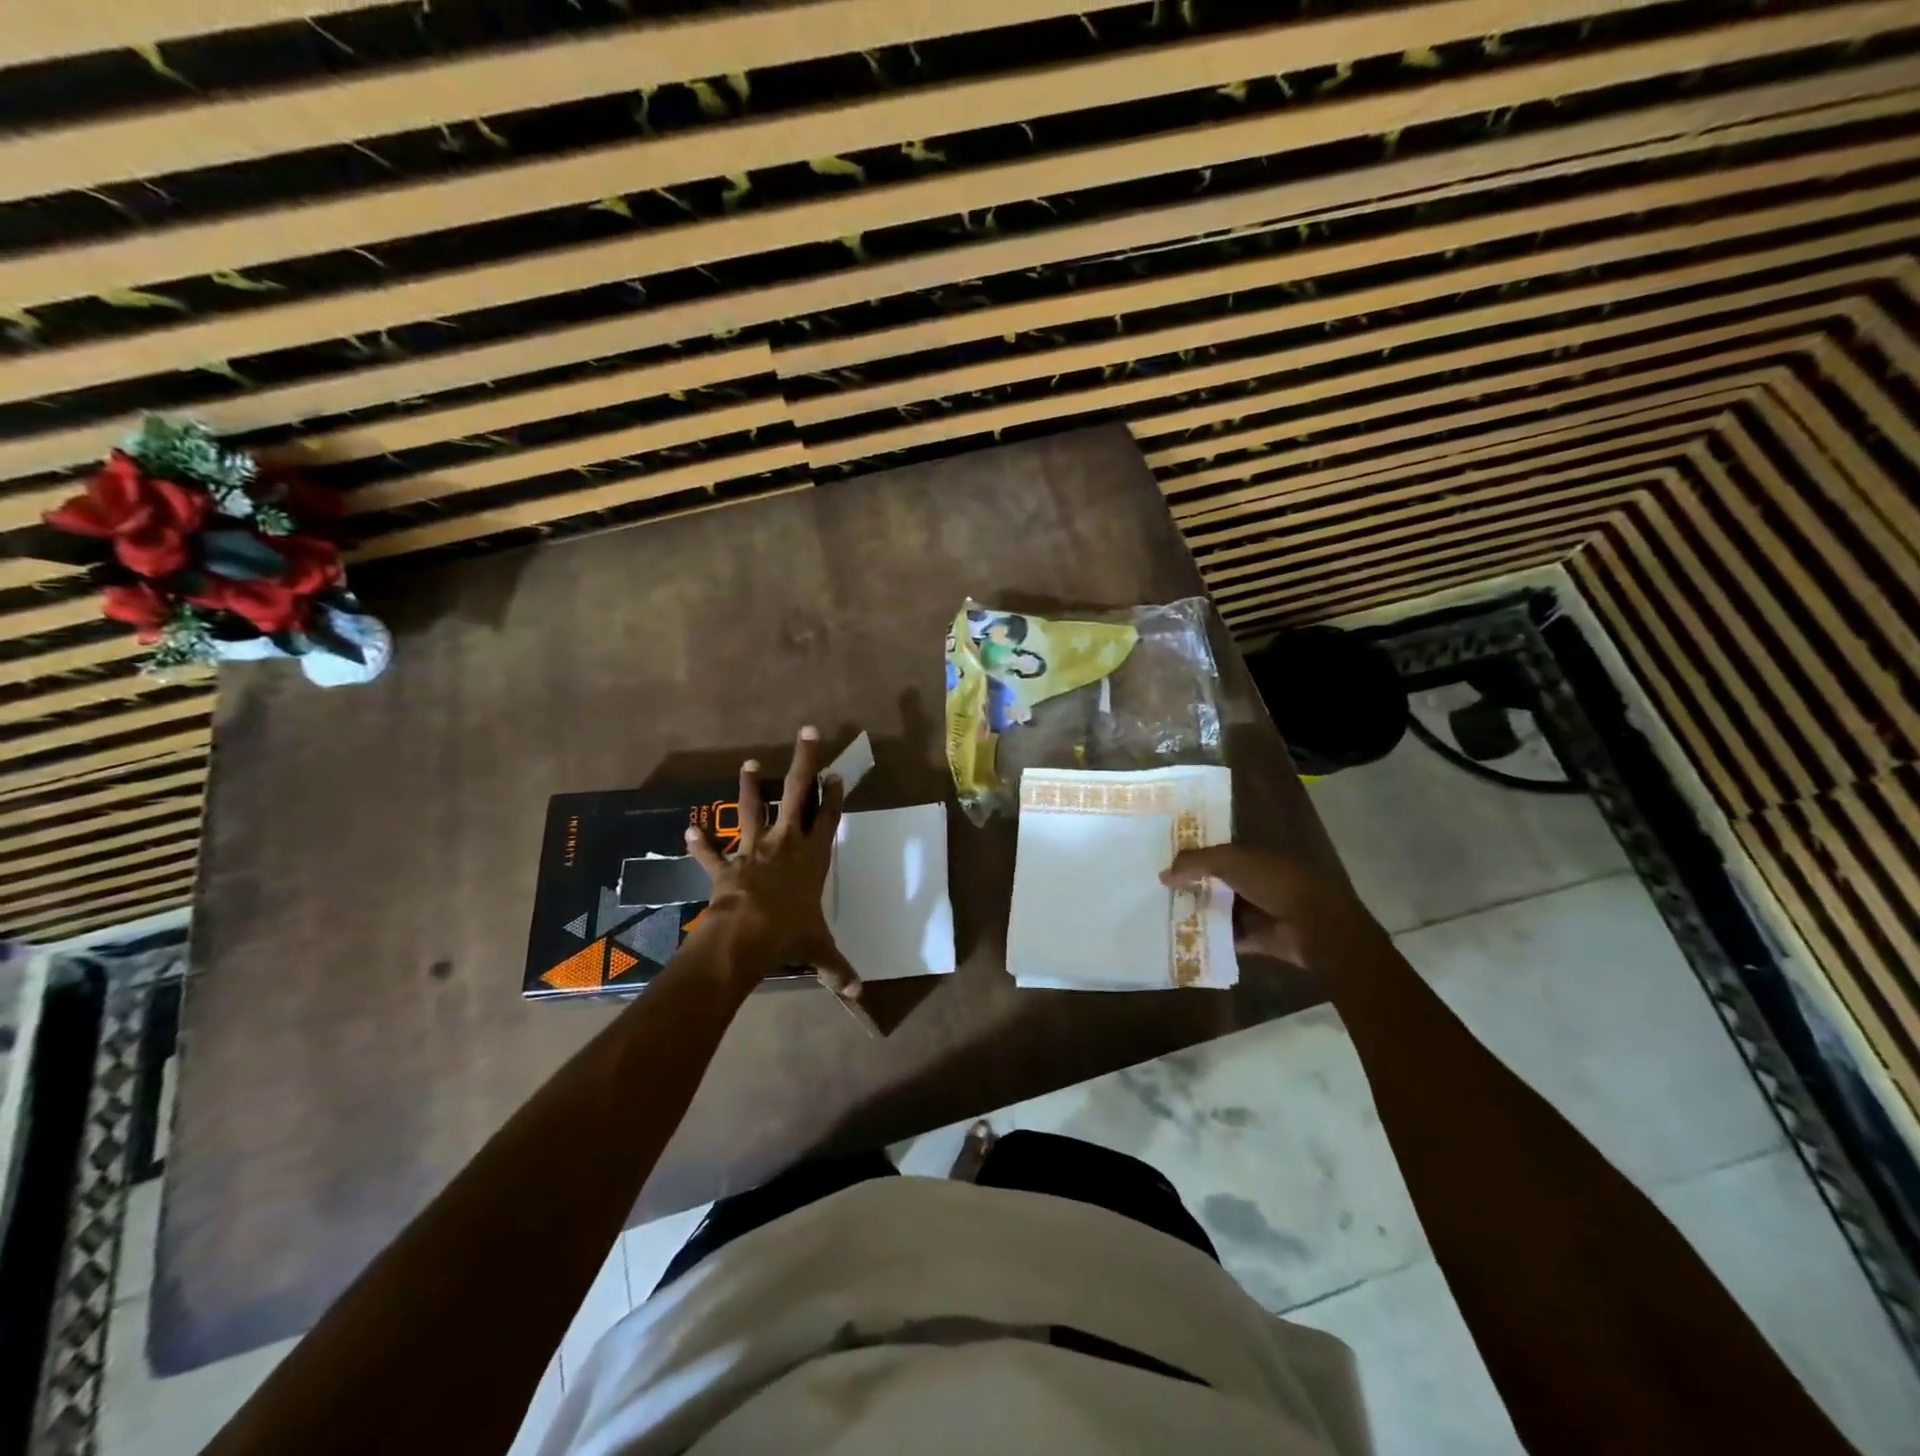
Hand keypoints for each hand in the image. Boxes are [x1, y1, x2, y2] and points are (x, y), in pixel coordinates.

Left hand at [684, 726, 858, 998]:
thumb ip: (839, 969)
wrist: (746, 935)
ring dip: (748, 786)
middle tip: (807, 733)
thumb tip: (860, 993)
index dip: (834, 796)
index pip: (828, 819)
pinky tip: (689, 828)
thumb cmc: (790, 934)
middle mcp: (786, 844)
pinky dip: (700, 842)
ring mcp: (754, 850)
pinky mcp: (726, 866)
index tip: (836, 774)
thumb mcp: (820, 951)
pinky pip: (711, 852)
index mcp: (813, 858)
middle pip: (796, 794)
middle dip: (804, 762)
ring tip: (747, 762)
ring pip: (752, 809)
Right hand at [1162, 845, 1382, 971]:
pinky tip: (1181, 940)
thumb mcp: (1229, 861)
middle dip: (1189, 887)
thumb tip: (1162, 874)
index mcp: (1251, 856)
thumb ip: (1194, 863)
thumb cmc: (1274, 881)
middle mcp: (1252, 881)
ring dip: (1196, 913)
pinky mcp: (1257, 939)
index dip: (1191, 856)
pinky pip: (1227, 938)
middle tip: (1154, 892)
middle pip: (1214, 883)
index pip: (1215, 853)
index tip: (1160, 861)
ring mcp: (1256, 911)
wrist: (1314, 924)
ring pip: (1218, 910)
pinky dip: (1209, 940)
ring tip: (1161, 916)